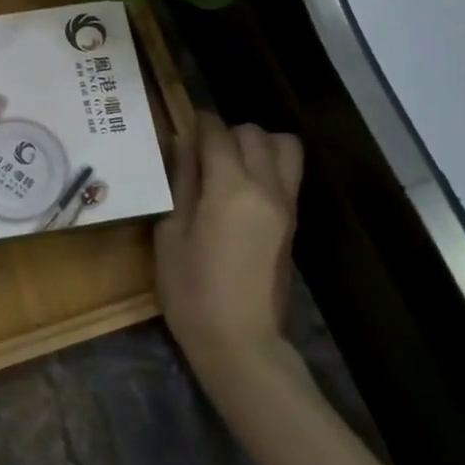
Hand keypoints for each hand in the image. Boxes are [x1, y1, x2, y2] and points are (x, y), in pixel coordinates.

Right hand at [154, 112, 303, 367]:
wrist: (240, 342)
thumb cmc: (192, 290)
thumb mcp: (171, 233)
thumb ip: (180, 182)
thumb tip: (182, 143)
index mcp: (231, 188)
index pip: (218, 133)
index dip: (198, 123)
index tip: (181, 125)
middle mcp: (266, 187)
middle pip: (254, 133)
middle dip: (226, 132)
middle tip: (200, 152)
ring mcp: (286, 205)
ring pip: (284, 147)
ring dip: (256, 144)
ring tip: (228, 164)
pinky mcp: (293, 222)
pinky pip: (288, 173)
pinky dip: (268, 165)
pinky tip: (239, 188)